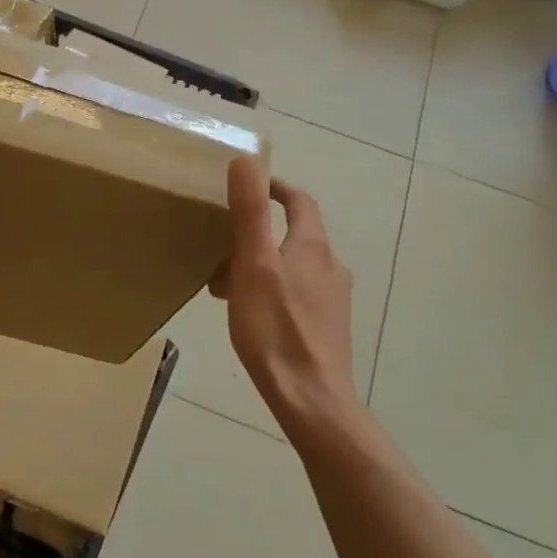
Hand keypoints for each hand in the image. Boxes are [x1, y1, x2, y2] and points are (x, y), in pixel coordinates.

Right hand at [211, 155, 359, 432]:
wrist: (310, 398)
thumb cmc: (275, 328)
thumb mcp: (253, 264)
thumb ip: (250, 211)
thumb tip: (246, 159)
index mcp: (313, 246)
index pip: (299, 201)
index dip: (275, 187)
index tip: (249, 185)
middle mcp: (330, 266)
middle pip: (295, 234)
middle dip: (260, 230)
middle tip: (224, 241)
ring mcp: (333, 299)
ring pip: (294, 266)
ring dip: (263, 262)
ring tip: (227, 281)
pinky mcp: (327, 327)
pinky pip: (296, 293)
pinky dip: (271, 288)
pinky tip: (250, 313)